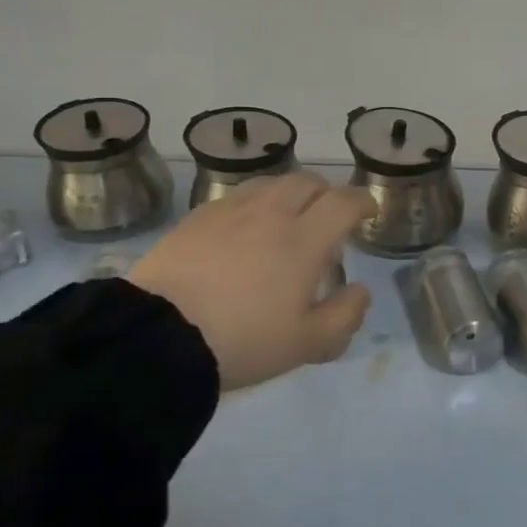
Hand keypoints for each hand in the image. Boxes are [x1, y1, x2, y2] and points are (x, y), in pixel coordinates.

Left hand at [129, 173, 374, 390]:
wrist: (158, 336)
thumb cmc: (242, 341)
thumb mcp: (306, 345)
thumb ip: (344, 316)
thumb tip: (360, 291)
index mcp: (304, 240)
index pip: (344, 202)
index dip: (362, 202)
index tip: (367, 212)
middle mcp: (271, 213)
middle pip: (308, 182)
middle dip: (326, 193)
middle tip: (327, 217)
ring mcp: (230, 211)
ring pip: (270, 183)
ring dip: (289, 194)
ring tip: (286, 218)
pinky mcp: (197, 218)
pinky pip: (236, 196)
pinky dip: (253, 204)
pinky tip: (243, 228)